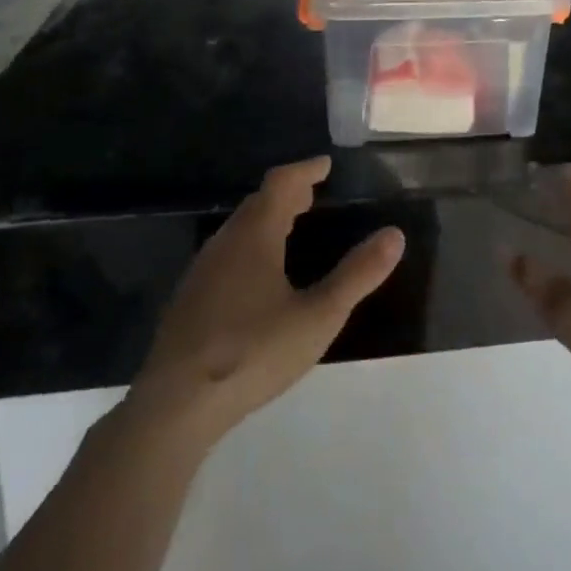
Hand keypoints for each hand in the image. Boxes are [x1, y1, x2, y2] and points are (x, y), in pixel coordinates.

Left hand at [128, 157, 404, 444]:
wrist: (175, 406)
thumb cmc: (253, 352)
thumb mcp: (318, 316)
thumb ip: (357, 275)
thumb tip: (395, 234)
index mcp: (255, 235)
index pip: (281, 183)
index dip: (305, 170)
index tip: (325, 165)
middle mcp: (225, 242)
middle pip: (258, 203)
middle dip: (287, 194)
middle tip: (311, 194)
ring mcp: (202, 271)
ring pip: (239, 229)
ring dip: (266, 219)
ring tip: (289, 228)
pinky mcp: (189, 300)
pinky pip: (226, 254)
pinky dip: (249, 245)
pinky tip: (256, 277)